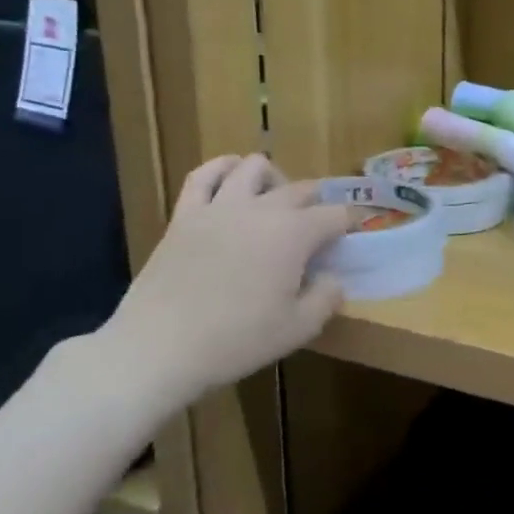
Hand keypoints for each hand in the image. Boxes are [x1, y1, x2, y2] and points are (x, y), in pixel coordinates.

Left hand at [97, 154, 353, 413]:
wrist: (160, 346)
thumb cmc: (238, 340)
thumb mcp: (298, 329)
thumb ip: (326, 298)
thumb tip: (333, 279)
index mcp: (295, 234)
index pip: (335, 215)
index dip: (350, 223)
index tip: (353, 234)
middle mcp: (261, 209)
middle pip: (300, 189)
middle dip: (317, 203)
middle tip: (318, 229)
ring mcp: (220, 207)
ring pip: (254, 167)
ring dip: (273, 178)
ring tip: (275, 199)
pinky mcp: (185, 214)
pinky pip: (203, 175)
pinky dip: (222, 168)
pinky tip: (230, 177)